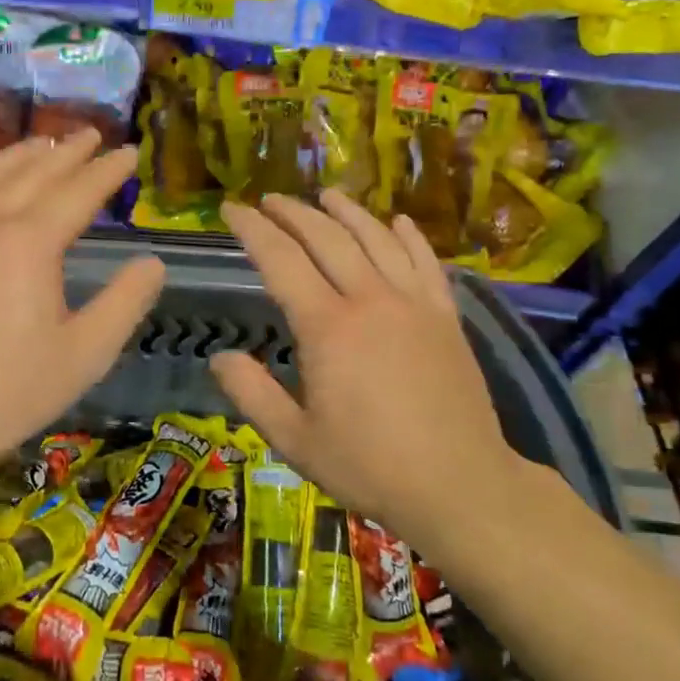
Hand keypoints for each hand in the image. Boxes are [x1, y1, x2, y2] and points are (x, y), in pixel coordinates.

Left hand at [0, 130, 164, 509]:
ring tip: (46, 144)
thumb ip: (126, 301)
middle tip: (95, 136)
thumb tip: (153, 262)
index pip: (78, 192)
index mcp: (30, 243)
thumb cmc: (14, 389)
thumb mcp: (88, 351)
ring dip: (22, 154)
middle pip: (34, 173)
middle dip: (68, 152)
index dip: (108, 171)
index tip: (131, 152)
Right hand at [211, 189, 526, 557]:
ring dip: (347, 212)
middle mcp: (370, 300)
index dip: (252, 229)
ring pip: (377, 239)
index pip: (280, 260)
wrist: (460, 486)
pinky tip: (398, 222)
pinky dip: (409, 236)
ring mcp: (414, 304)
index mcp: (328, 327)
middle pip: (327, 238)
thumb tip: (219, 357)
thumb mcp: (295, 440)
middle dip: (293, 213)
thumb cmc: (370, 466)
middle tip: (269, 199)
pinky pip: (426, 262)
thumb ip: (252, 394)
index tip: (230, 209)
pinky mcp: (446, 317)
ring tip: (326, 194)